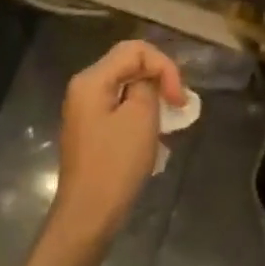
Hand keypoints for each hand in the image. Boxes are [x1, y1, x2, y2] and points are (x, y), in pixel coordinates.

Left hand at [51, 40, 187, 246]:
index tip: (178, 99)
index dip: (164, 66)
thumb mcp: (141, 117)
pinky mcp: (92, 129)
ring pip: (127, 85)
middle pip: (129, 64)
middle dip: (159, 78)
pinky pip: (120, 105)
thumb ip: (149, 85)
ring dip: (153, 95)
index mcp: (92, 80)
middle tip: (179, 104)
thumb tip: (150, 80)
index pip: (136, 50)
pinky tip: (155, 132)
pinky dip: (141, 111)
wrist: (89, 215)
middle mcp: (84, 88)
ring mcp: (86, 109)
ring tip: (171, 117)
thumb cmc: (116, 164)